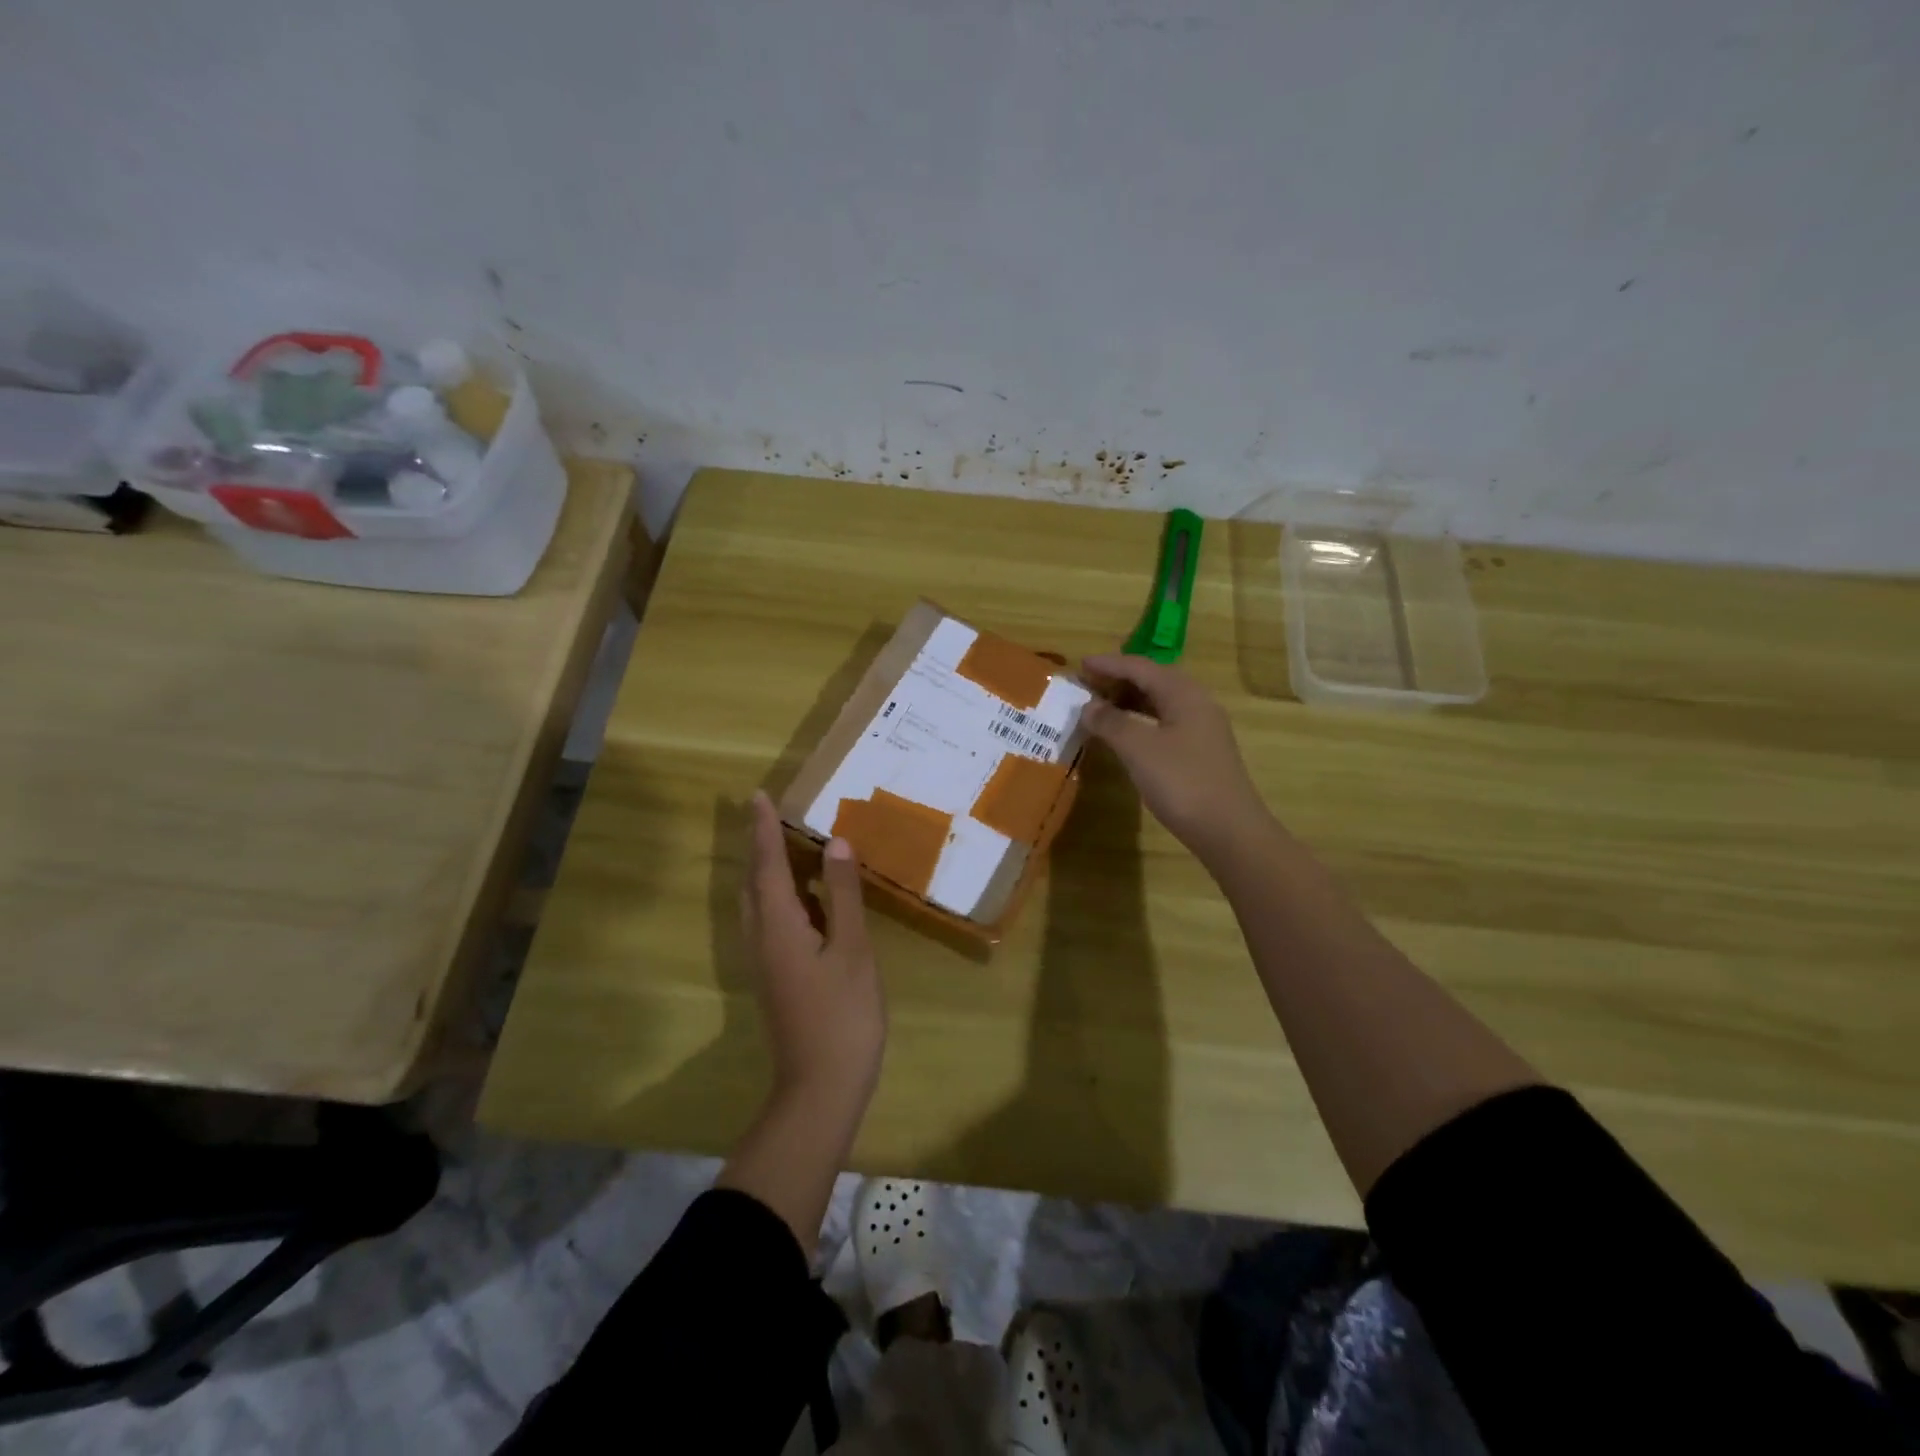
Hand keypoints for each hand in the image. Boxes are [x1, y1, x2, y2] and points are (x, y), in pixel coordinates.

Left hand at [741, 791, 885, 1116]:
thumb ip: (842, 895)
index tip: (758, 795)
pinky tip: (805, 897)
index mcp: (778, 925)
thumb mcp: (851, 950)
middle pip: (753, 882)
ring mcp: (765, 961)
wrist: (819, 1088)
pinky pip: (770, 920)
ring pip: (758, 903)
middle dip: (758, 845)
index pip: (766, 865)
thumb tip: (835, 845)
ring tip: (784, 843)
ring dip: (766, 869)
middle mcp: (762, 938)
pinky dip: (781, 895)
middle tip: (768, 813)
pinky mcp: (775, 976)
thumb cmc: (842, 1015)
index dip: (763, 829)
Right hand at [1080, 654, 1276, 865]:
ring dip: (1128, 702)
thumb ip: (1111, 722)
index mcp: (1183, 693)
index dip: (1108, 664)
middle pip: (1152, 681)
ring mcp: (1201, 729)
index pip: (1140, 667)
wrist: (1228, 829)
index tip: (1079, 665)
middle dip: (1118, 681)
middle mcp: (1196, 703)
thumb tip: (1089, 706)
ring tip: (1099, 709)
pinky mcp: (1200, 752)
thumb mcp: (1138, 748)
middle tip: (1086, 687)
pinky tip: (1124, 736)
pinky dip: (1140, 722)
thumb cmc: (1181, 781)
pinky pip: (1164, 723)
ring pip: (1159, 703)